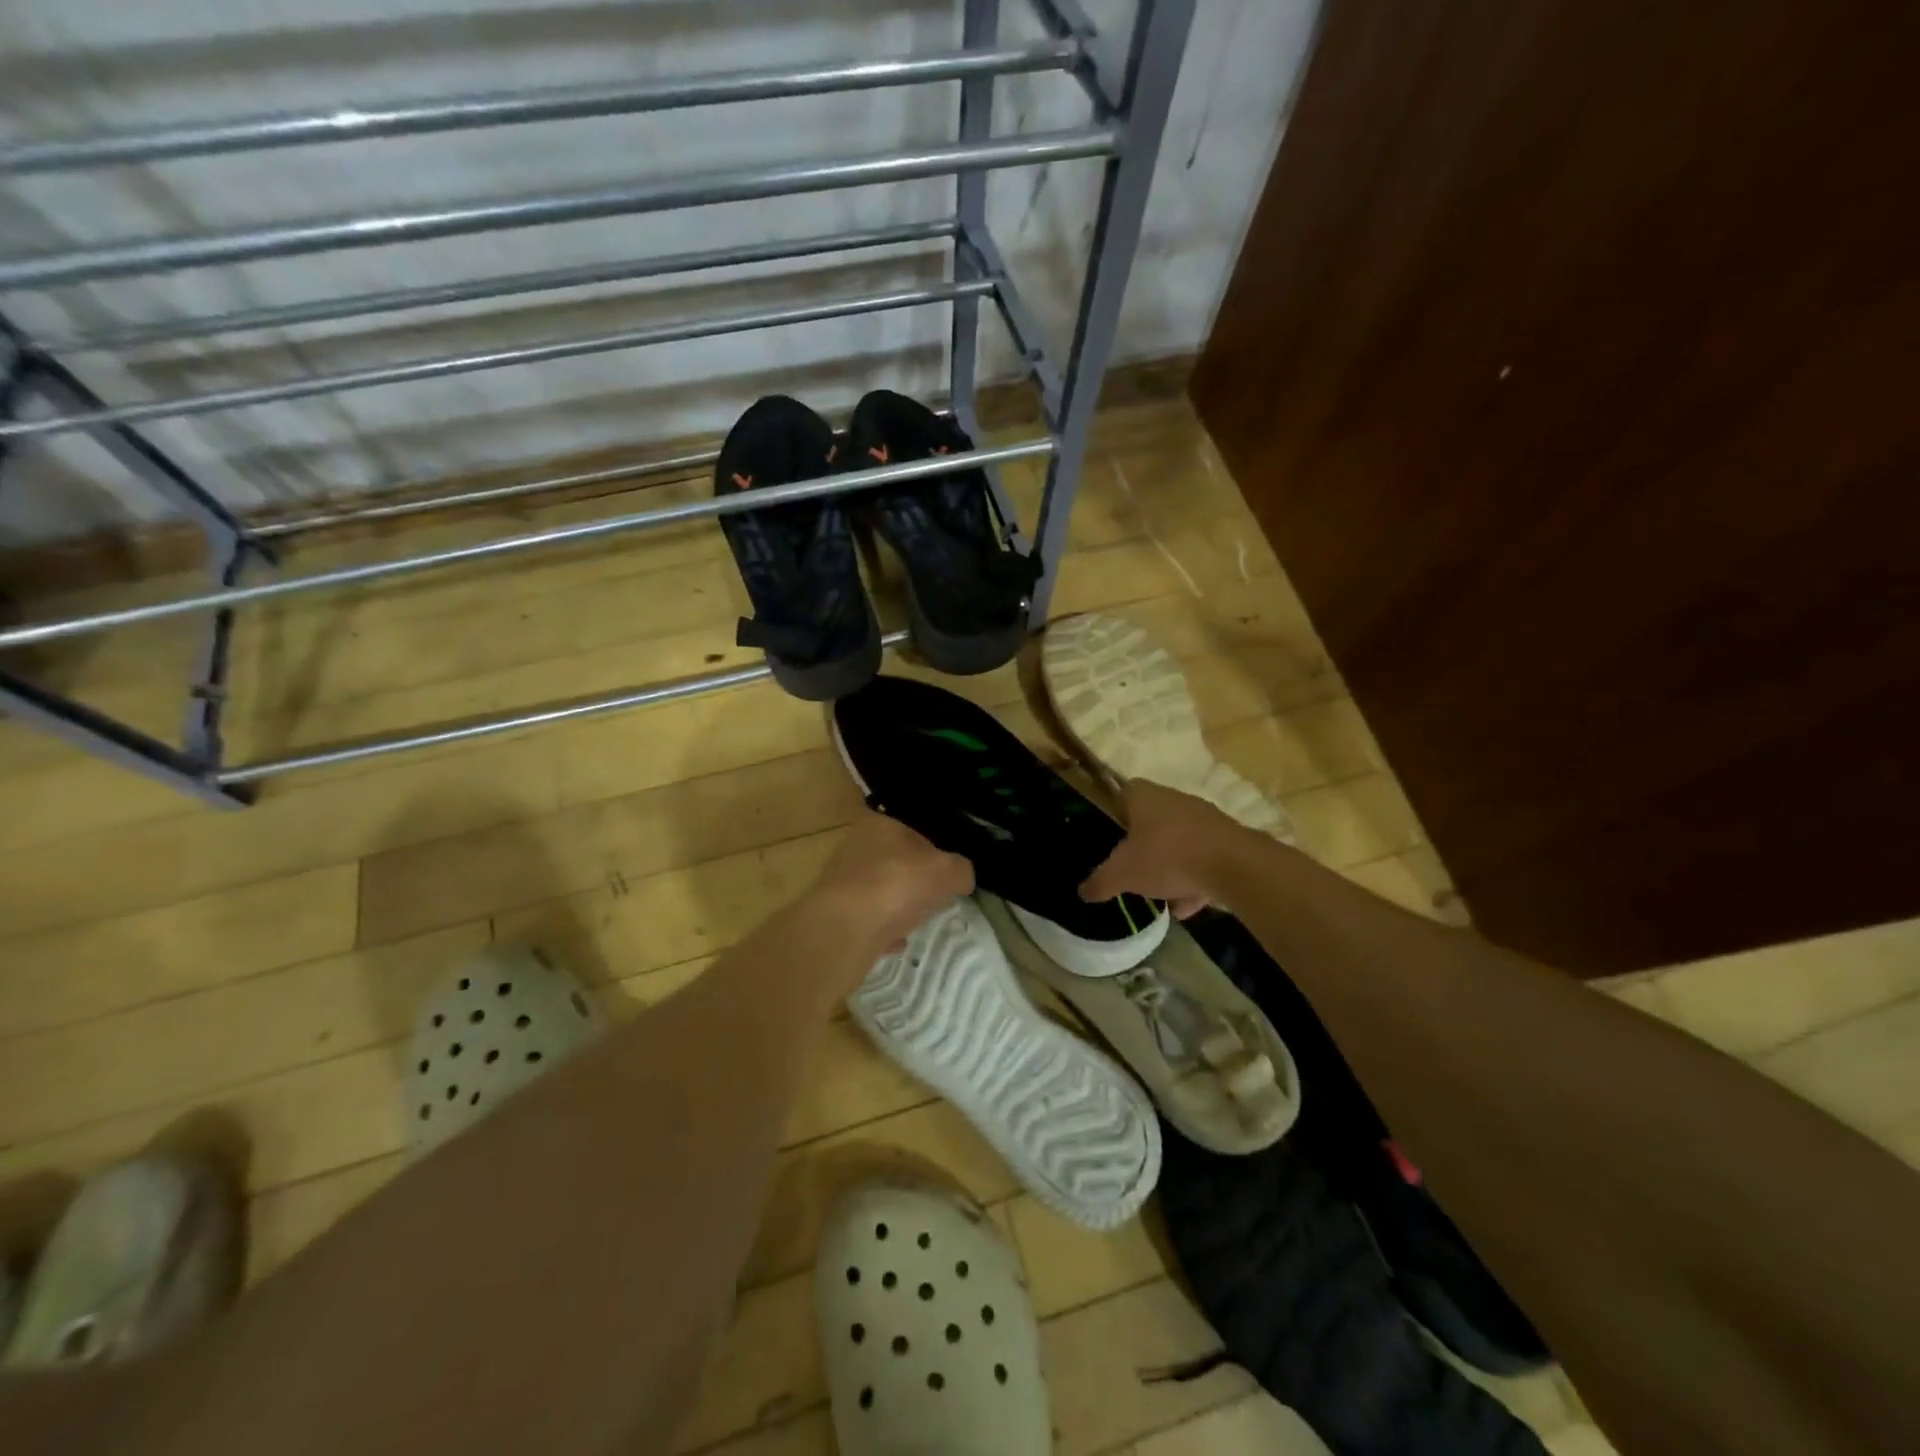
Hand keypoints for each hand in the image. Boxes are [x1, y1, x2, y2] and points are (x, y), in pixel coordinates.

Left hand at [809, 810, 973, 960]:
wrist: (846, 928)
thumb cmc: (898, 885)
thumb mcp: (947, 871)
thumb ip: (961, 870)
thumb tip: (962, 877)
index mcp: (879, 824)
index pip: (913, 832)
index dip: (935, 854)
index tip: (947, 876)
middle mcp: (854, 846)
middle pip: (895, 863)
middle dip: (914, 882)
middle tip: (934, 899)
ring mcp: (840, 881)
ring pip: (879, 892)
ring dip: (896, 906)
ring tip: (915, 922)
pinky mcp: (833, 913)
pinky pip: (866, 920)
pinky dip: (881, 930)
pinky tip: (894, 942)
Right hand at [1079, 779, 1249, 916]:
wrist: (1233, 866)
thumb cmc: (1166, 857)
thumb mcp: (1122, 874)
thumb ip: (1100, 882)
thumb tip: (1083, 892)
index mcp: (1145, 797)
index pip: (1123, 791)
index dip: (1114, 810)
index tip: (1109, 834)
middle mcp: (1175, 799)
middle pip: (1152, 820)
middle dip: (1143, 846)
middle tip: (1133, 869)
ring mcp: (1204, 818)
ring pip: (1179, 842)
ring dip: (1171, 868)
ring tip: (1163, 897)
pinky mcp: (1228, 839)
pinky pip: (1203, 858)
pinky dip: (1195, 880)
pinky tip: (1189, 906)